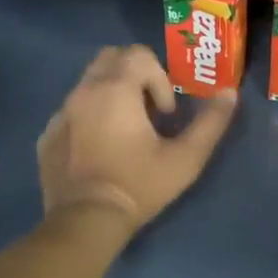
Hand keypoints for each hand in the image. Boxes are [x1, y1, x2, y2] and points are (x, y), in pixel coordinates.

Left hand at [37, 46, 237, 231]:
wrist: (85, 222)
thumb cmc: (139, 185)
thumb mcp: (186, 157)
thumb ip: (211, 122)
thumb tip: (230, 93)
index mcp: (116, 89)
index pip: (139, 55)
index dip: (160, 79)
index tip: (166, 115)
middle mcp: (84, 91)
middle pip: (111, 57)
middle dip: (134, 74)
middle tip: (149, 110)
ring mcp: (61, 113)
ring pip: (89, 82)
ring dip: (112, 93)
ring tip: (126, 130)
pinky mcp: (47, 135)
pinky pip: (71, 110)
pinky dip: (90, 117)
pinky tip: (101, 150)